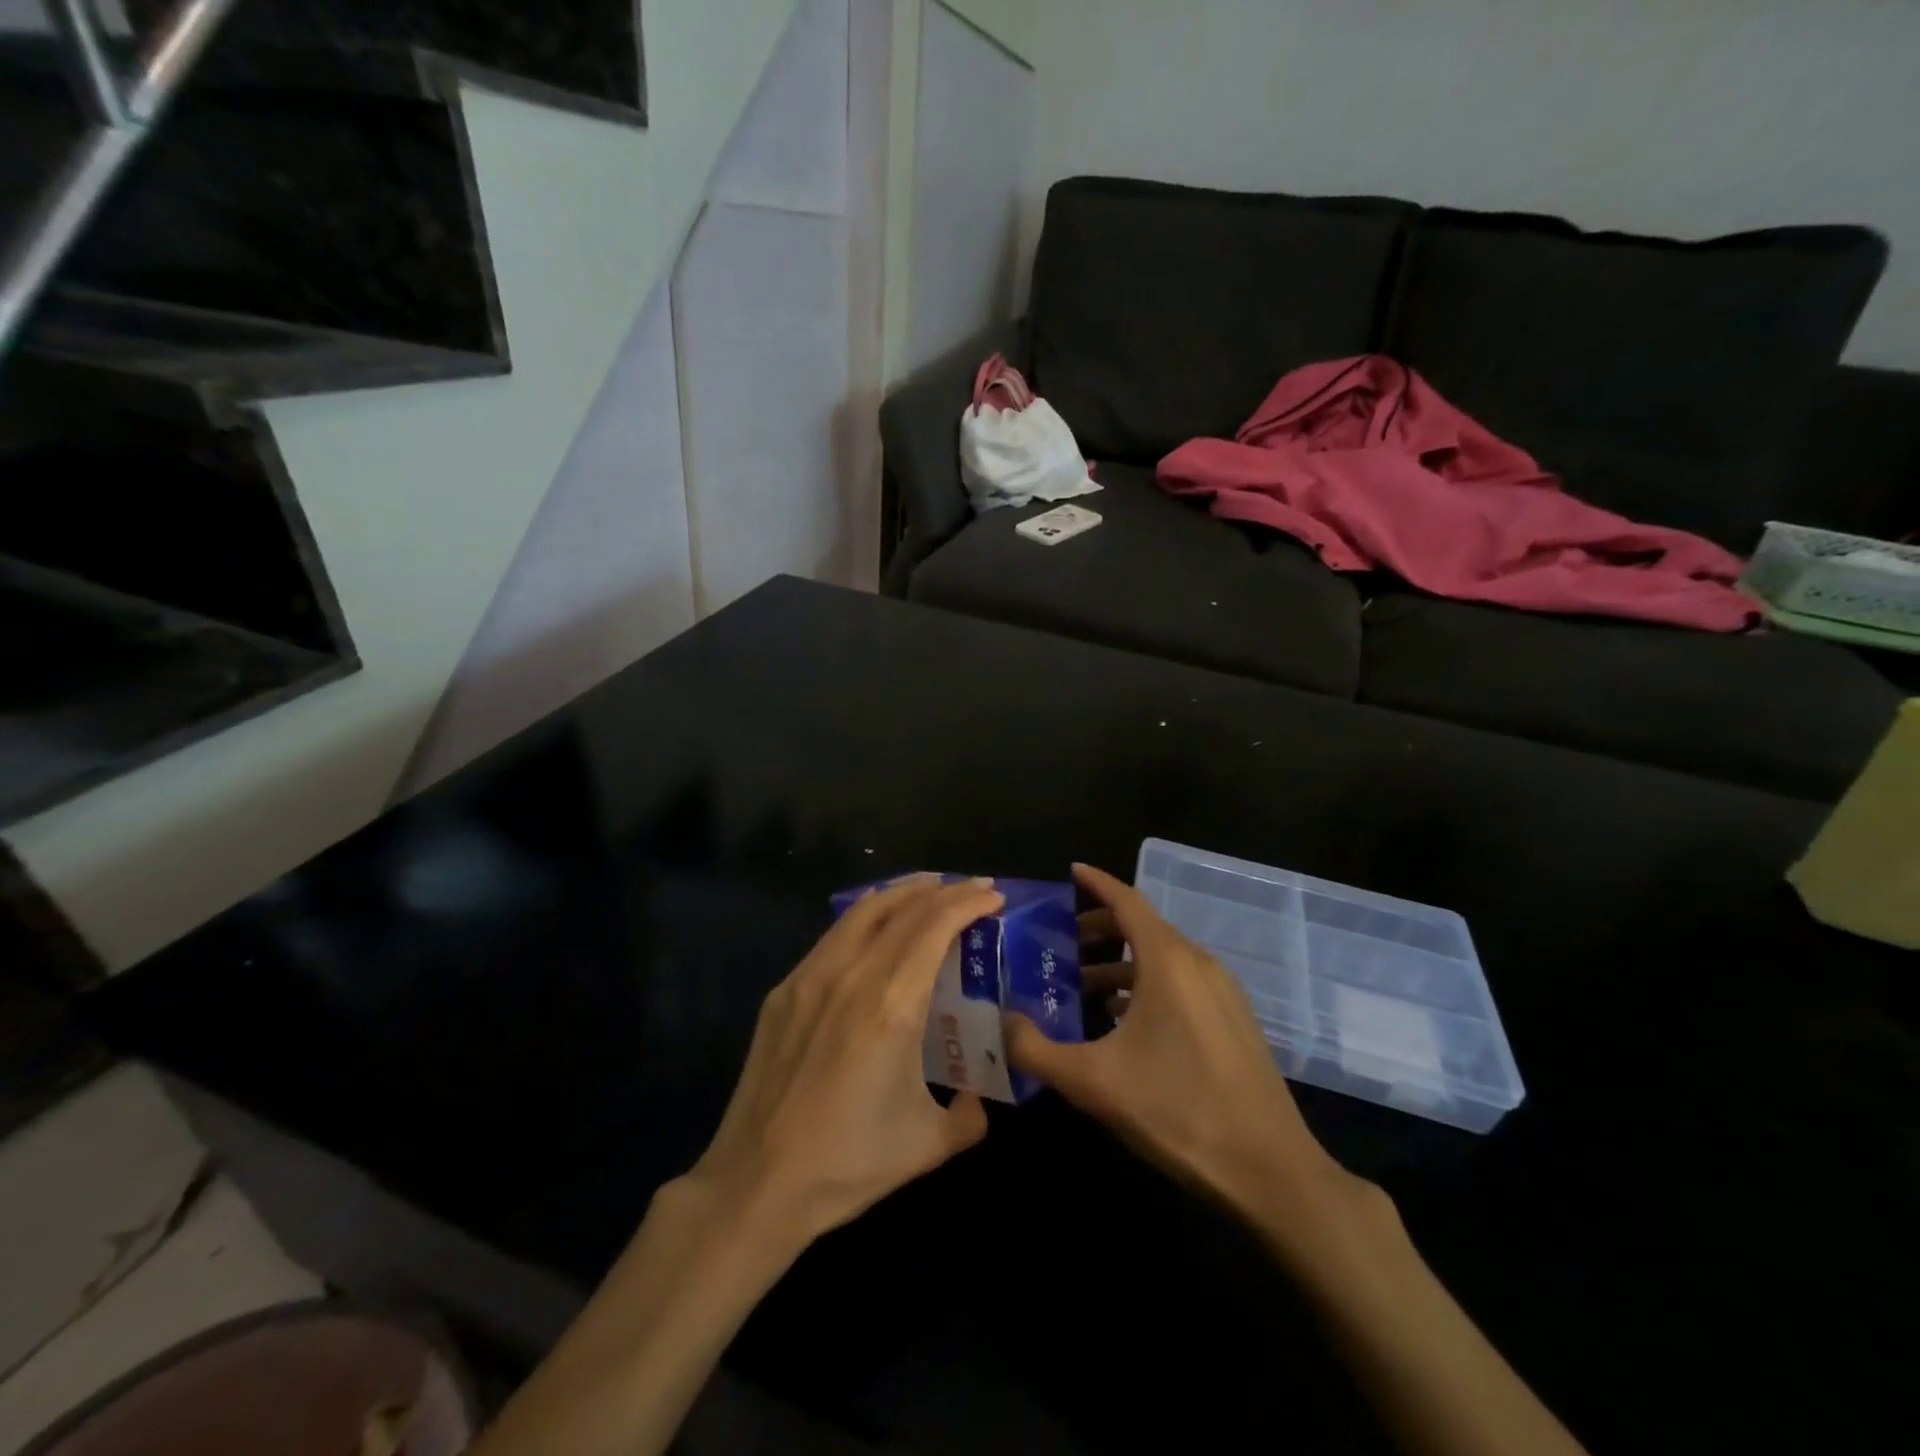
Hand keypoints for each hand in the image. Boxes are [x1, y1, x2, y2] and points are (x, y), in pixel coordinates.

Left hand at [686, 874, 1003, 1245]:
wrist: (757, 1183)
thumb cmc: (848, 1163)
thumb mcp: (928, 1145)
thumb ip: (969, 1116)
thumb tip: (978, 1099)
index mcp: (892, 1005)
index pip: (935, 927)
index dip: (968, 902)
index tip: (994, 895)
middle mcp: (852, 975)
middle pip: (904, 909)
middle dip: (945, 890)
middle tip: (973, 887)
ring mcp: (811, 977)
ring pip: (863, 911)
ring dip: (903, 892)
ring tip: (930, 888)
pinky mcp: (784, 990)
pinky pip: (834, 935)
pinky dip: (867, 916)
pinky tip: (877, 926)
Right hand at [1006, 863, 1364, 1234]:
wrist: (1270, 1171)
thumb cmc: (1177, 1111)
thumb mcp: (1093, 1082)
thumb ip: (1037, 1050)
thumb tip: (1002, 1023)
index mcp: (1169, 962)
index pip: (1128, 901)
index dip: (1097, 883)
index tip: (1070, 871)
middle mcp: (1199, 964)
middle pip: (1144, 927)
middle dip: (1101, 928)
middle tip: (1061, 943)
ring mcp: (1223, 993)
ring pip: (1163, 959)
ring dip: (1121, 964)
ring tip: (1082, 987)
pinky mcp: (1234, 1021)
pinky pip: (1181, 984)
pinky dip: (1146, 985)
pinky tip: (1123, 1022)